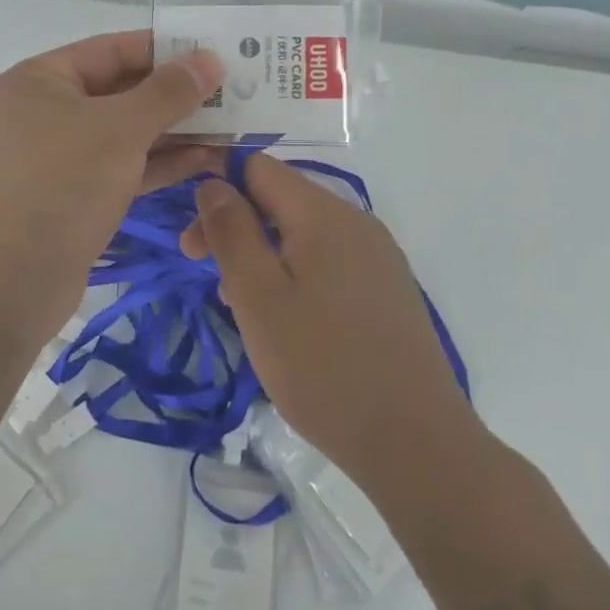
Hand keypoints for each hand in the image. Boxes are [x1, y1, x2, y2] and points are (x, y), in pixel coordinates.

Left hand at [0, 30, 220, 314]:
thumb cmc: (63, 185)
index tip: (212, 54)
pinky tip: (205, 159)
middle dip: (176, 95)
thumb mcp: (121, 129)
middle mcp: (45, 111)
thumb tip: (208, 59)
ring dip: (175, 131)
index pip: (110, 49)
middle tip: (231, 93)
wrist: (14, 281)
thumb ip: (168, 92)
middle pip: (120, 91)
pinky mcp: (75, 194)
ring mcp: (59, 155)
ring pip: (125, 132)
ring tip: (230, 126)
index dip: (163, 49)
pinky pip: (122, 165)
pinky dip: (160, 162)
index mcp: (39, 80)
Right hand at [181, 154, 477, 488]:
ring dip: (264, 254)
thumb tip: (213, 183)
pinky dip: (295, 275)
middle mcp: (356, 221)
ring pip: (304, 233)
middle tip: (204, 274)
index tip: (194, 241)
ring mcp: (378, 256)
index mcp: (324, 213)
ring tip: (240, 305)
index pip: (259, 167)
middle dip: (237, 227)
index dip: (218, 190)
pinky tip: (286, 320)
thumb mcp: (258, 296)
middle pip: (281, 199)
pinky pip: (330, 261)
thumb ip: (231, 231)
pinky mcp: (388, 289)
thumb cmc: (322, 365)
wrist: (414, 442)